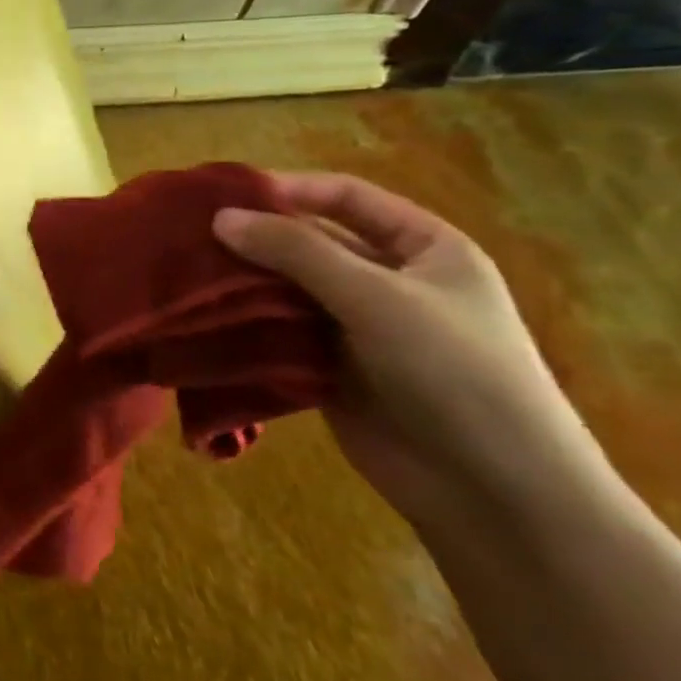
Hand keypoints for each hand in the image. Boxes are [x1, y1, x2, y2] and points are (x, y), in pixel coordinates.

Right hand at [212, 172, 607, 531]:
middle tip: (189, 237)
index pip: (346, 198)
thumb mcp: (377, 297)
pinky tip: (203, 317)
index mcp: (422, 248)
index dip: (289, 189)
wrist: (495, 492)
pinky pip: (279, 332)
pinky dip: (246, 324)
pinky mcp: (329, 367)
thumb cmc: (454, 372)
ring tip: (185, 274)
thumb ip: (297, 252)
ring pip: (287, 289)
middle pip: (310, 243)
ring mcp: (358, 327)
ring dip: (244, 282)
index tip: (225, 195)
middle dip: (255, 239)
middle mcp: (388, 280)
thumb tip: (221, 217)